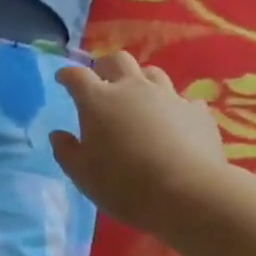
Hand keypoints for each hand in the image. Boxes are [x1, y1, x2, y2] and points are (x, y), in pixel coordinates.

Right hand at [51, 51, 227, 235]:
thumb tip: (58, 135)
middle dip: (106, 66)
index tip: (63, 79)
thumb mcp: (82, 175)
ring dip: (141, 81)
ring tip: (139, 100)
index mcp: (98, 100)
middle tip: (101, 80)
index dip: (68, 75)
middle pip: (118, 60)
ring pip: (152, 74)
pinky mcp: (197, 112)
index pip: (77, 76)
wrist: (188, 194)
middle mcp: (133, 88)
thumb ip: (66, 151)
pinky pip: (183, 100)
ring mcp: (169, 96)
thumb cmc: (124, 185)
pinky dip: (174, 108)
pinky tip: (175, 123)